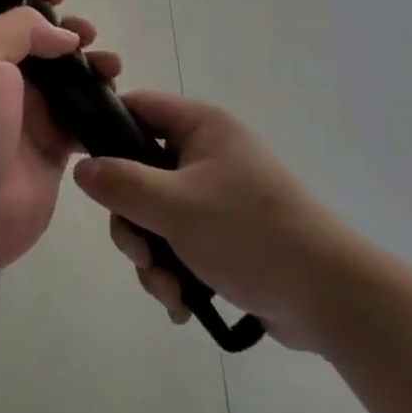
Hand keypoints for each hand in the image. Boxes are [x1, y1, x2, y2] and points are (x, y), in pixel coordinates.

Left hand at [0, 0, 120, 265]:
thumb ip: (21, 29)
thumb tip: (62, 36)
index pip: (10, 16)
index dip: (35, 1)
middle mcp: (6, 80)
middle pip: (45, 44)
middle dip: (71, 33)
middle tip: (89, 36)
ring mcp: (32, 115)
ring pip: (70, 78)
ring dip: (93, 65)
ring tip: (111, 67)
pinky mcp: (55, 147)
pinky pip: (85, 115)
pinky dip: (103, 104)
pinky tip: (117, 98)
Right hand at [72, 92, 350, 349]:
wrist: (330, 297)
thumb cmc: (249, 233)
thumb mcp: (175, 206)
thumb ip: (121, 183)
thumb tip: (82, 168)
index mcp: (200, 126)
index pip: (138, 108)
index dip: (107, 131)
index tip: (88, 170)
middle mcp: (208, 153)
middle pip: (140, 172)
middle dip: (133, 222)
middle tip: (140, 254)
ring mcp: (218, 196)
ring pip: (157, 215)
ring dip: (153, 257)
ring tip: (169, 291)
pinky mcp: (226, 235)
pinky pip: (181, 243)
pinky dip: (175, 273)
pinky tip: (183, 305)